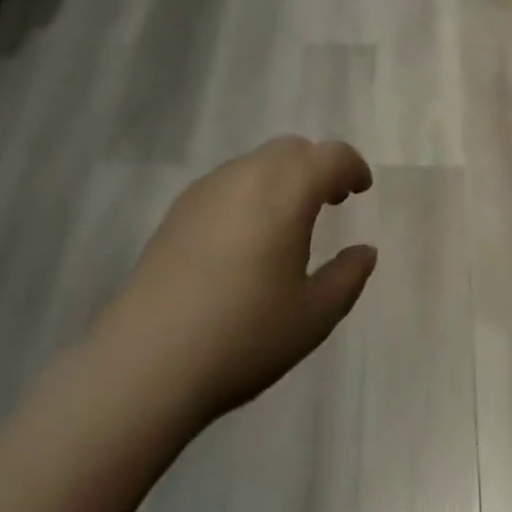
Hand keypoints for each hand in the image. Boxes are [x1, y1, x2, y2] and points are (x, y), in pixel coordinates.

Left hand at [97, 136, 377, 426]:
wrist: (146, 362)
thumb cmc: (242, 336)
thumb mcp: (311, 318)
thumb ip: (347, 278)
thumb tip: (365, 251)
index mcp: (289, 188)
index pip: (332, 156)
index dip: (353, 167)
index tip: (361, 188)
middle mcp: (251, 172)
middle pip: (294, 149)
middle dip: (317, 167)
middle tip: (330, 201)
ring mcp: (211, 186)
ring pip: (259, 161)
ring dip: (282, 177)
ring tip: (286, 221)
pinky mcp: (180, 206)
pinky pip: (229, 181)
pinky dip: (250, 191)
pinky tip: (243, 236)